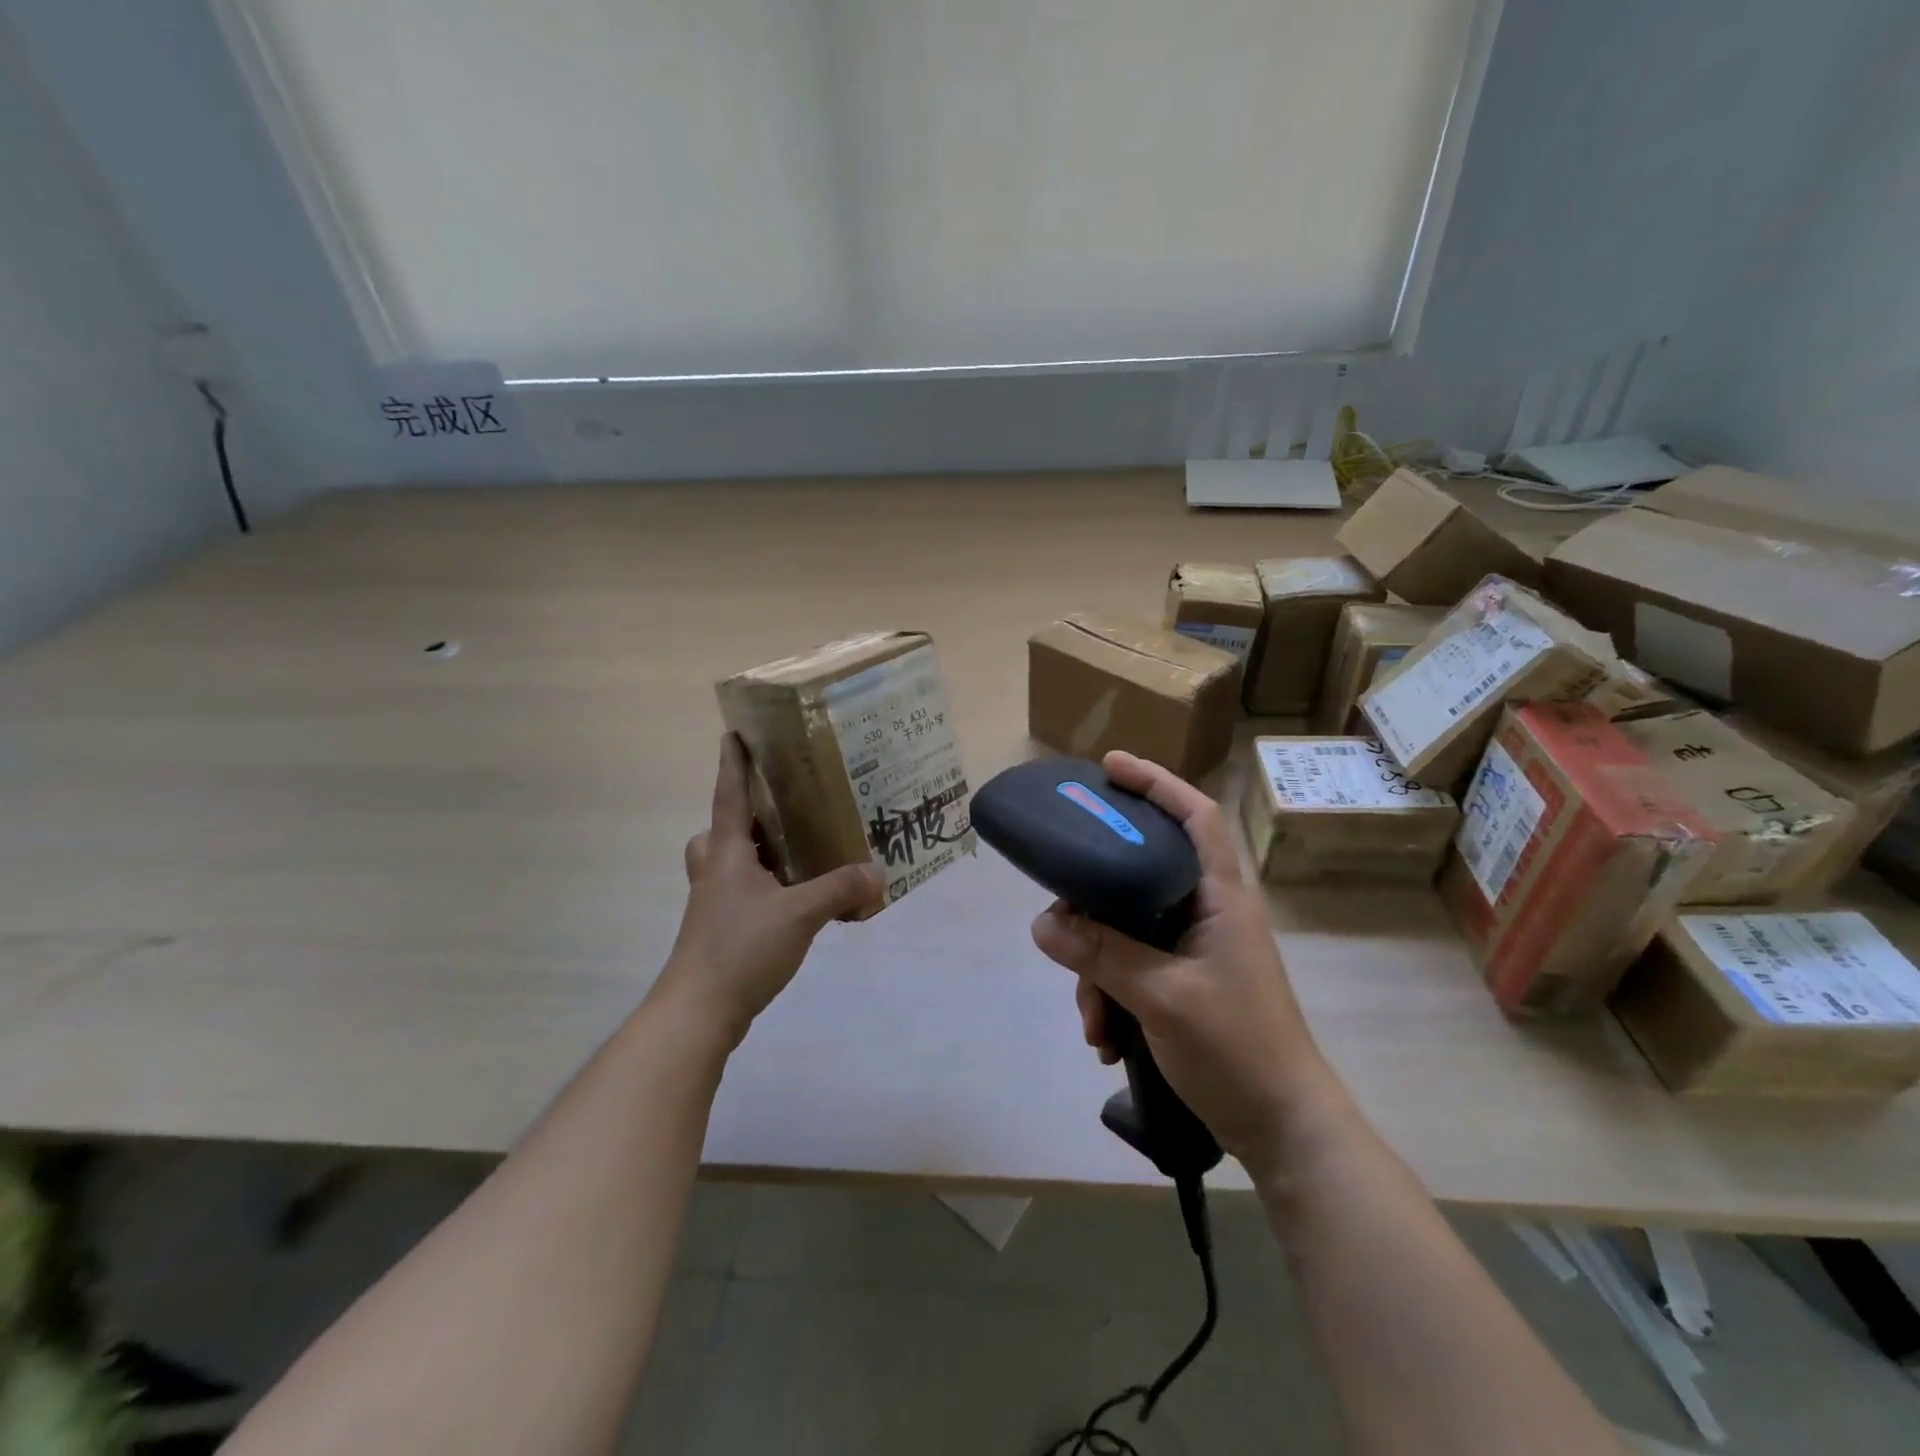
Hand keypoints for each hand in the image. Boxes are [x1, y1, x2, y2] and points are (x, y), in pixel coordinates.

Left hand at [653, 734, 883, 1047]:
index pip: (729, 795)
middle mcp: (715, 871)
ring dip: (757, 854)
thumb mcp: (799, 914)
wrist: (698, 1011)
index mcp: (727, 853)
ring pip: (732, 864)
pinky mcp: (721, 930)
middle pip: (722, 830)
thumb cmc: (740, 948)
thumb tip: (879, 871)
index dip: (732, 763)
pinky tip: (797, 901)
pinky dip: (766, 888)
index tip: (732, 733)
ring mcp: (714, 903)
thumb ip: (840, 890)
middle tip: (780, 811)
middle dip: (745, 816)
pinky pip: (744, 893)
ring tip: (798, 853)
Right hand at [1030, 751, 1336, 1166]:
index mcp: (1221, 897)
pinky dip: (1111, 994)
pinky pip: (1131, 966)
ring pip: (1126, 929)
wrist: (1283, 1129)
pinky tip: (1105, 1040)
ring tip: (1092, 1023)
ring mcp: (1195, 949)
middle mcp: (1207, 912)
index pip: (1195, 815)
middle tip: (1062, 918)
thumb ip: (1102, 954)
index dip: (1156, 782)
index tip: (1109, 767)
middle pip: (1140, 873)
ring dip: (1098, 970)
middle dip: (1095, 904)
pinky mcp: (1183, 981)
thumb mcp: (1162, 997)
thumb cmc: (1238, 1049)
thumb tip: (1042, 922)